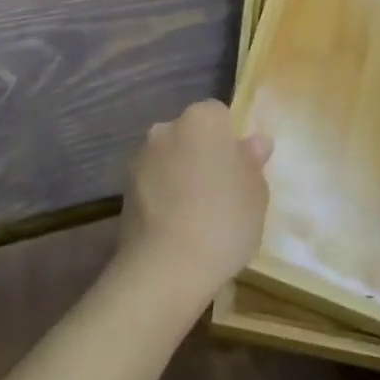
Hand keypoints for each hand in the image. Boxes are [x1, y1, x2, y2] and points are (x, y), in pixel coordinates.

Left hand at [119, 101, 272, 305]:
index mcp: (201, 120)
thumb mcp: (256, 194)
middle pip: (189, 134)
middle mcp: (166, 128)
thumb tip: (254, 142)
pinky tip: (175, 226)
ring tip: (197, 214)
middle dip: (201, 153)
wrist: (167, 265)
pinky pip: (152, 183)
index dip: (229, 139)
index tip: (239, 169)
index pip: (218, 114)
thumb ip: (252, 162)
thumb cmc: (224, 220)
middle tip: (220, 191)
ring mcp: (141, 157)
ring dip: (179, 174)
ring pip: (168, 158)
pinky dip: (162, 196)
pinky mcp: (124, 188)